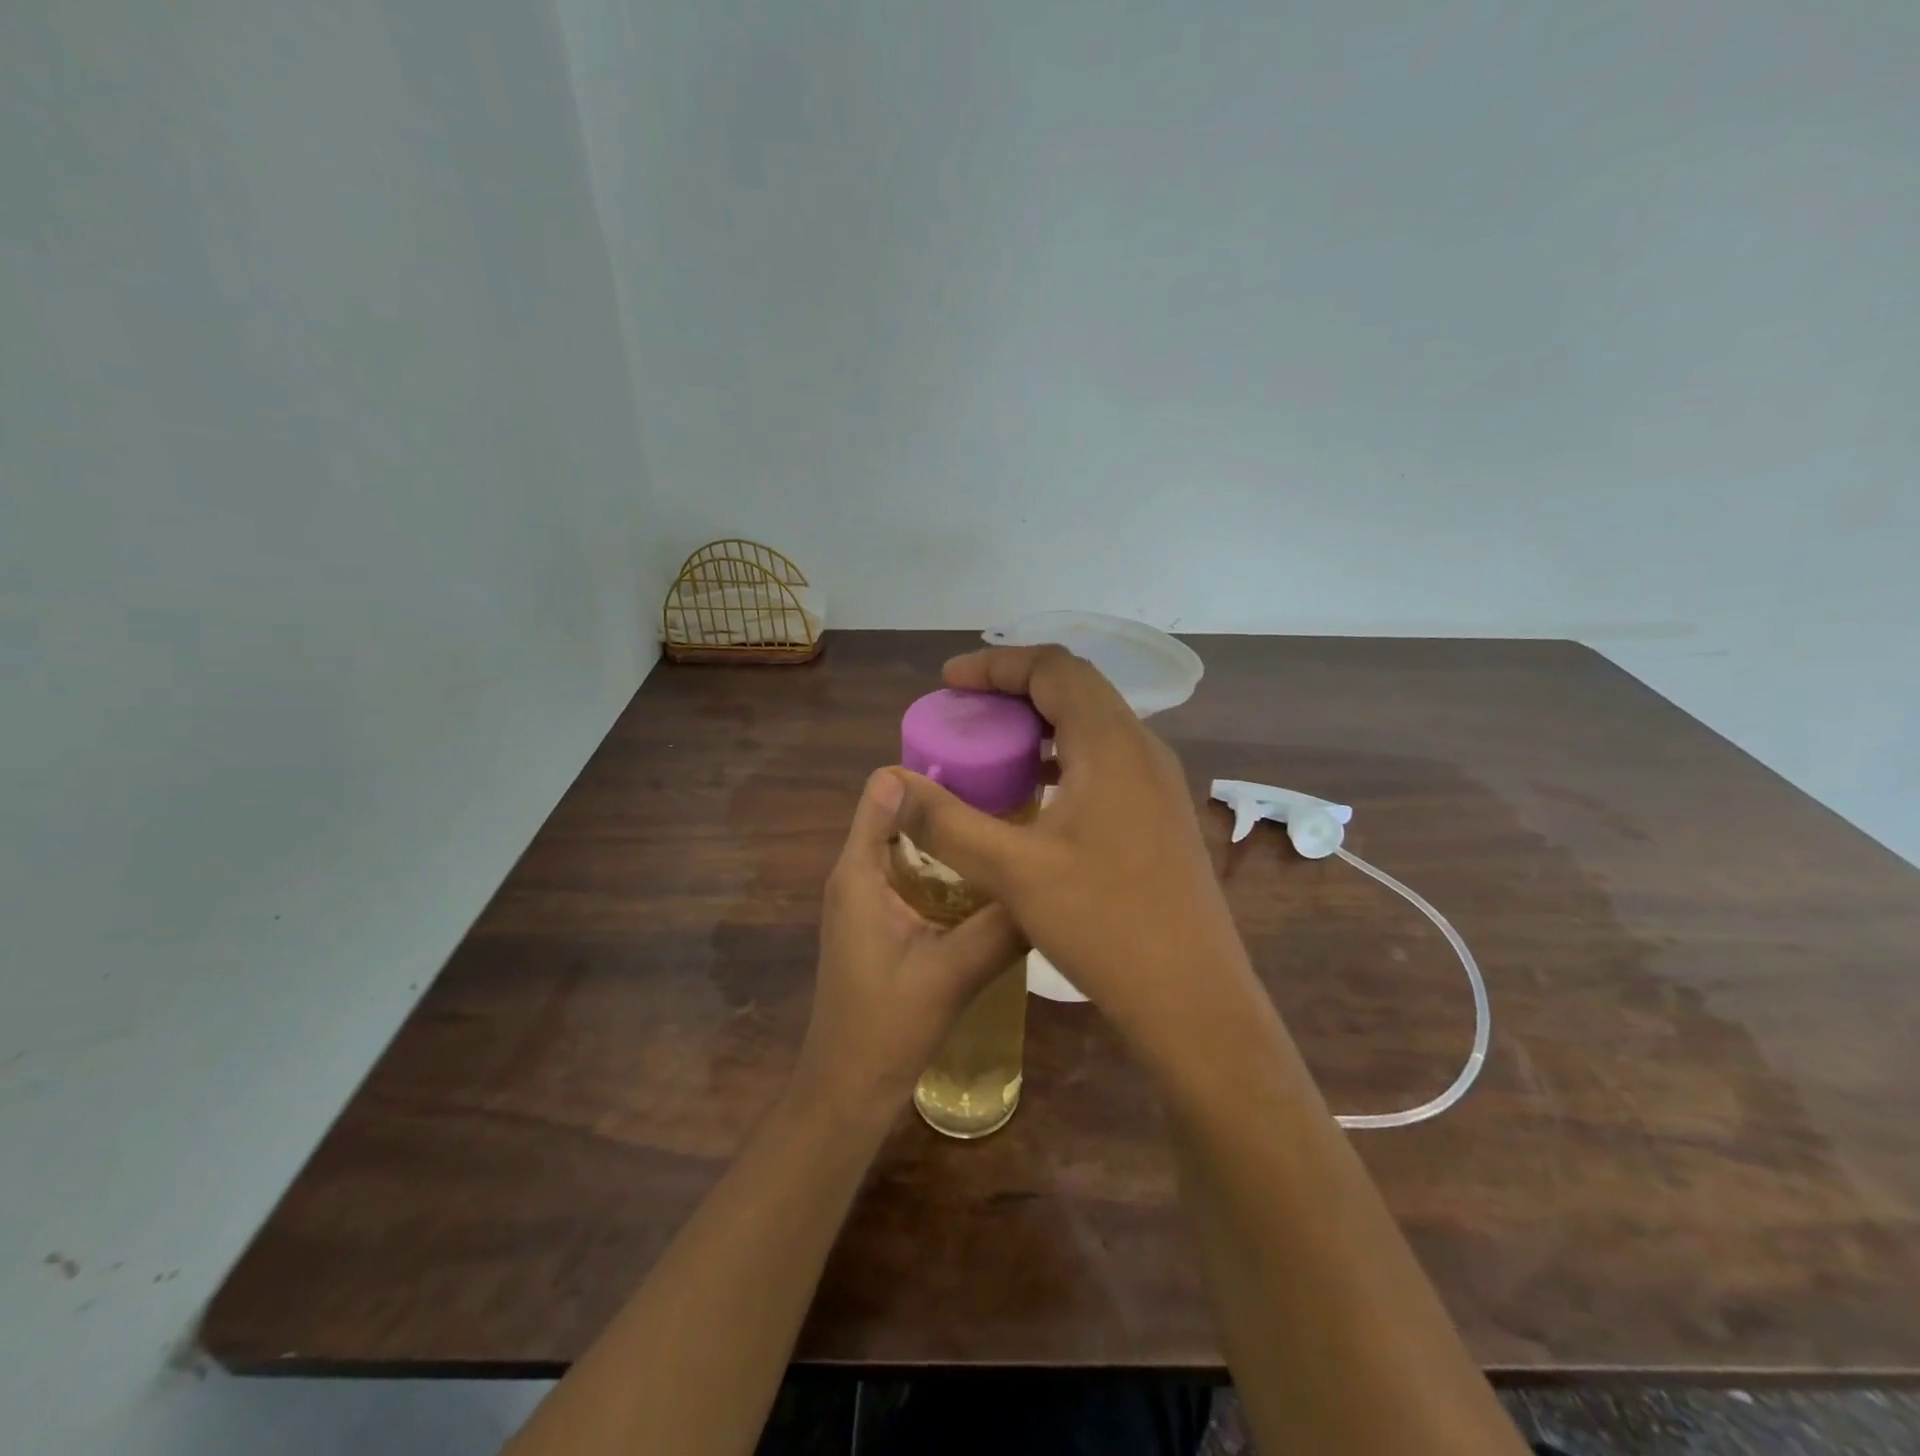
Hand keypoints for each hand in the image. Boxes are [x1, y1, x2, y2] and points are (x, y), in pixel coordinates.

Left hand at [792, 769, 1027, 1118]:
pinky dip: (948, 867)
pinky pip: (914, 873)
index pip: (884, 790)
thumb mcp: (954, 972)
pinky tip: (991, 880)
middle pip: (901, 812)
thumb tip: (1052, 878)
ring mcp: (868, 897)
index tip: (986, 772)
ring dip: (952, 837)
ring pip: (911, 844)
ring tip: (1010, 833)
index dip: (929, 774)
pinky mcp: (881, 919)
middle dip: (950, 803)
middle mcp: (858, 873)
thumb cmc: (888, 1026)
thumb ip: (1002, 925)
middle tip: (1014, 802)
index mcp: (860, 871)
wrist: (849, 1087)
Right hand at [894, 647, 1256, 1048]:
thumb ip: (947, 823)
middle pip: (1076, 688)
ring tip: (992, 746)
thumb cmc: (1105, 925)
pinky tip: (1035, 795)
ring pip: (1094, 725)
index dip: (997, 665)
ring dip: (1041, 724)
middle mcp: (1143, 749)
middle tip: (966, 709)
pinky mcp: (1160, 814)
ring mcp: (1158, 783)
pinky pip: (1106, 761)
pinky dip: (1063, 758)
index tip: (949, 681)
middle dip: (1015, 688)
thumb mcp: (1013, 872)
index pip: (1054, 668)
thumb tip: (892, 784)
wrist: (1193, 998)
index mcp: (1112, 744)